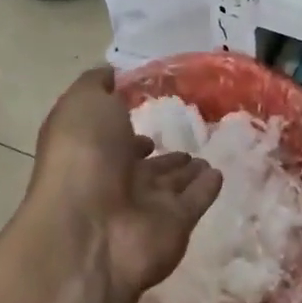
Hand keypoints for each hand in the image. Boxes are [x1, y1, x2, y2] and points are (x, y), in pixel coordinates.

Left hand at [28, 68, 222, 297]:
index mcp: (91, 151)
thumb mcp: (83, 104)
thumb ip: (96, 85)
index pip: (111, 138)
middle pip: (144, 166)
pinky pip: (195, 202)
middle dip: (162, 155)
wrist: (91, 229)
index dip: (124, 126)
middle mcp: (116, 179)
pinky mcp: (176, 225)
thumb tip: (110, 73)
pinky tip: (219, 174)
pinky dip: (206, 189)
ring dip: (186, 171)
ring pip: (170, 185)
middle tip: (185, 141)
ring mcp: (146, 206)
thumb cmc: (83, 157)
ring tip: (205, 158)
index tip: (143, 112)